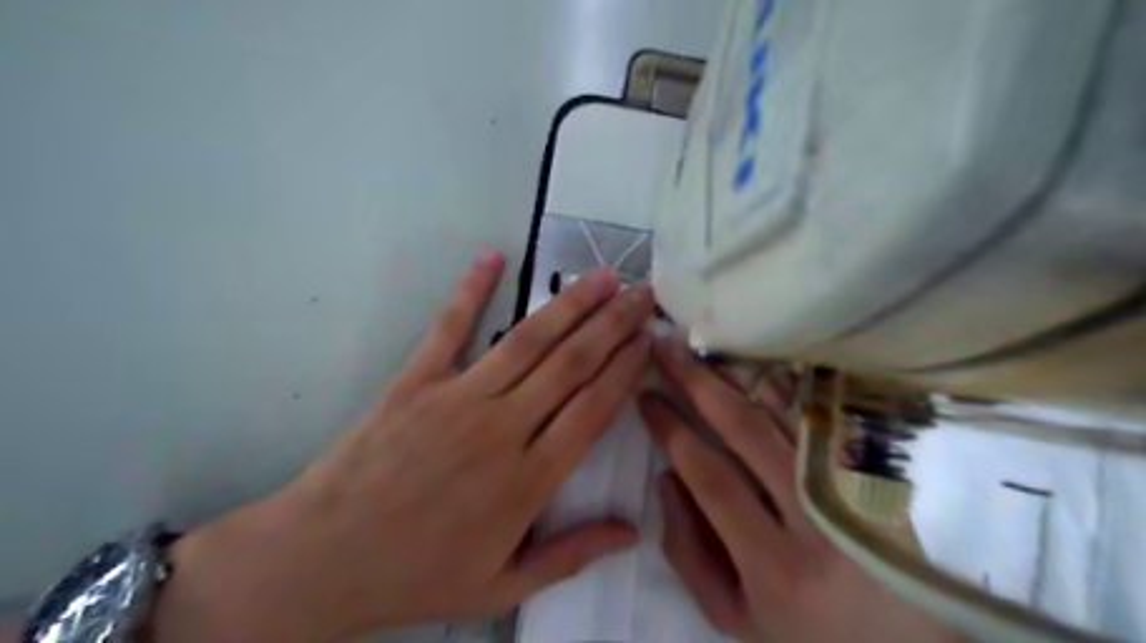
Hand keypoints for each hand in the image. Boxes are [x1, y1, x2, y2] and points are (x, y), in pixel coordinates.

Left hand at [146, 251, 656, 642]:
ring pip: (527, 341)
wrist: (322, 559)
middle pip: (571, 364)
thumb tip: (632, 531)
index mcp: (529, 479)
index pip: (593, 409)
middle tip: (641, 293)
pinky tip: (493, 257)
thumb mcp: (502, 586)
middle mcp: (502, 428)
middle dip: (613, 325)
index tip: (649, 340)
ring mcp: (457, 398)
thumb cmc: (418, 575)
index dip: (625, 370)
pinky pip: (449, 328)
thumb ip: (571, 554)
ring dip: (569, 305)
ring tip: (601, 277)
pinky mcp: (416, 381)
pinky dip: (471, 290)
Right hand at [642, 340, 959, 641]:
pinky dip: (784, 385)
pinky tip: (753, 364)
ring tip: (701, 347)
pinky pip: (819, 416)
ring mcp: (852, 488)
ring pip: (786, 412)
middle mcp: (816, 518)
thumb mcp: (731, 615)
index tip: (646, 396)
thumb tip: (667, 476)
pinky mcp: (872, 473)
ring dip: (737, 373)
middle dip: (697, 381)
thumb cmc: (803, 632)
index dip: (671, 429)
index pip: (709, 475)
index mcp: (775, 564)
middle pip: (747, 429)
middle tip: (664, 347)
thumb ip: (688, 549)